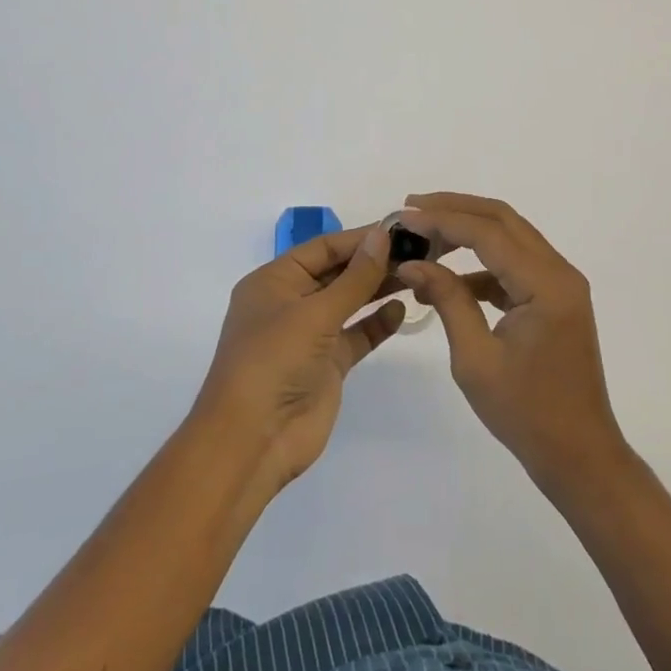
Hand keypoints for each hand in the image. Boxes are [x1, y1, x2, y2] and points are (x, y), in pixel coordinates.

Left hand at [194, 222, 404, 498]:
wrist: (253, 441)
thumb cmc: (273, 361)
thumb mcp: (315, 313)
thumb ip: (354, 277)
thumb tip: (382, 236)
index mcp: (274, 281)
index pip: (323, 248)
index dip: (359, 238)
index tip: (399, 229)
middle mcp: (290, 303)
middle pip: (337, 272)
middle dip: (372, 262)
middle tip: (417, 250)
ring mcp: (309, 336)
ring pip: (349, 302)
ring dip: (378, 288)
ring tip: (417, 274)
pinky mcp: (326, 365)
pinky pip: (356, 335)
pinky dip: (377, 323)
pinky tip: (402, 310)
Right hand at [396, 193, 628, 490]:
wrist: (579, 456)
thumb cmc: (526, 414)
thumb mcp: (476, 358)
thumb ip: (447, 300)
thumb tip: (413, 263)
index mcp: (546, 284)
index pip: (489, 233)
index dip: (444, 219)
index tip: (405, 217)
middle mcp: (559, 272)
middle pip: (503, 220)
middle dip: (455, 208)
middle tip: (412, 208)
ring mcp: (560, 284)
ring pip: (509, 236)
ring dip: (467, 231)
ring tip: (424, 238)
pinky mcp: (554, 298)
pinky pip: (514, 264)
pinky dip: (481, 264)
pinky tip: (447, 280)